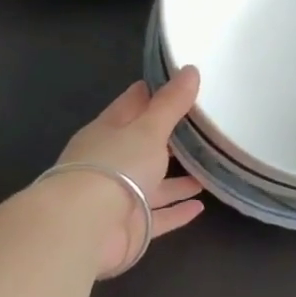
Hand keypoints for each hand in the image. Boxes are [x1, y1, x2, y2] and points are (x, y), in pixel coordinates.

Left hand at [55, 66, 205, 274]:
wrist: (87, 227)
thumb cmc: (116, 166)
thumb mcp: (148, 128)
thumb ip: (171, 103)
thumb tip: (191, 69)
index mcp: (109, 130)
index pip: (132, 104)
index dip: (154, 93)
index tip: (180, 84)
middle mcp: (112, 162)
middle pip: (144, 145)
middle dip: (170, 138)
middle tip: (202, 129)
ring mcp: (119, 196)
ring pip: (153, 183)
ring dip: (177, 179)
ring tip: (208, 169)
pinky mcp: (130, 227)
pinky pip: (159, 216)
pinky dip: (177, 211)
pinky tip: (200, 206)